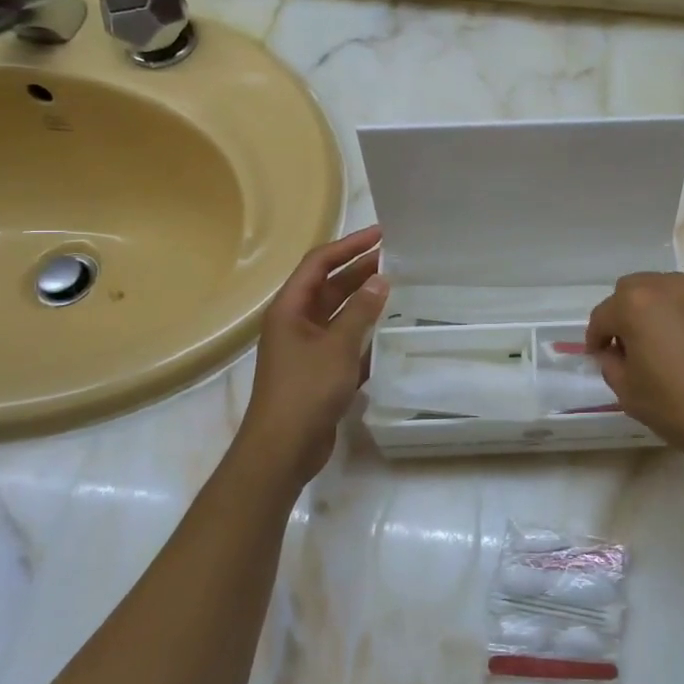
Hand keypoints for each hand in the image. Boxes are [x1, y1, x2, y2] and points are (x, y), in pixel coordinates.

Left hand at [236, 226, 388, 484]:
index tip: (380, 234)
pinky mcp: (319, 371)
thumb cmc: (306, 390)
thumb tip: (380, 280)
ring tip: (399, 289)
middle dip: (359, 270)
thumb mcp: (337, 346)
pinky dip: (365, 333)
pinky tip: (391, 331)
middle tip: (397, 259)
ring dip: (364, 301)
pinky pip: (344, 341)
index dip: (348, 246)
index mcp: (290, 308)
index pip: (319, 263)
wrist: (283, 448)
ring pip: (339, 314)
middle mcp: (296, 322)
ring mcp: (307, 348)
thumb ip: (360, 311)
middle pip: (329, 286)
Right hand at [586, 272, 683, 470]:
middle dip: (624, 315)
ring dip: (658, 314)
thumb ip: (613, 365)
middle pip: (634, 291)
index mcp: (638, 304)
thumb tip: (617, 352)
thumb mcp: (631, 395)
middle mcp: (672, 287)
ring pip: (669, 293)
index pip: (604, 315)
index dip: (596, 338)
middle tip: (629, 349)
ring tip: (666, 349)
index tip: (598, 357)